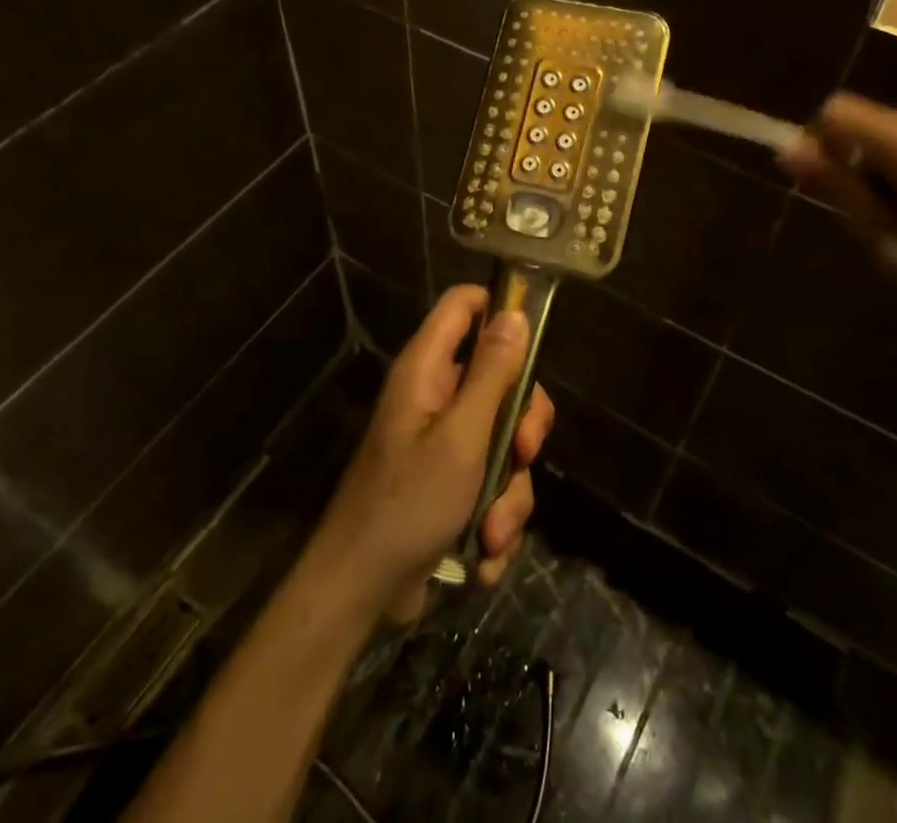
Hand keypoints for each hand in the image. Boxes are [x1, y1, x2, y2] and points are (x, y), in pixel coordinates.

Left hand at [312, 285, 554, 625]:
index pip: (464, 304)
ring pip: (504, 442)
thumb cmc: (408, 503)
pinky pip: (492, 484)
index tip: (535, 345)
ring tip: (491, 533)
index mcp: (428, 369)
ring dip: (509, 493)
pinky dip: (495, 519)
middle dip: (521, 428)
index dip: (501, 309)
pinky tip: (483, 554)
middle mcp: (437, 396)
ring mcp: (444, 441)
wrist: (361, 592)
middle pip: (501, 380)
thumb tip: (515, 313)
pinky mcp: (451, 483)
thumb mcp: (462, 436)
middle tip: (523, 455)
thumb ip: (492, 374)